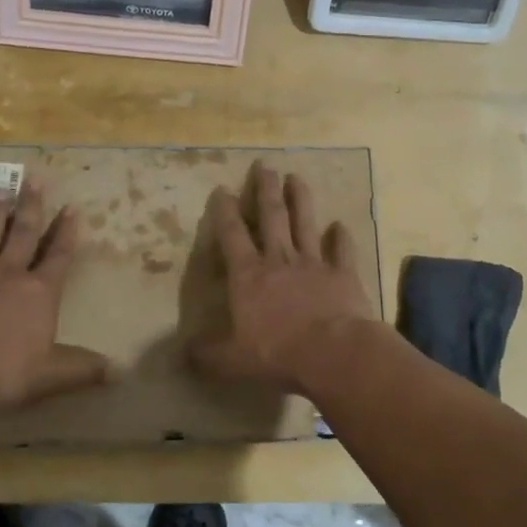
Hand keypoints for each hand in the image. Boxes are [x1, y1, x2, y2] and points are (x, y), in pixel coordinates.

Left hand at [0, 183, 108, 414]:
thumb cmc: (3, 376)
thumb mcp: (50, 376)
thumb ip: (83, 369)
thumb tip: (120, 371)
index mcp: (39, 293)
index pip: (59, 256)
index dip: (67, 232)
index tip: (72, 208)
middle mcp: (8, 275)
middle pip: (24, 233)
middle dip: (32, 206)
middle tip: (34, 178)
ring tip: (0, 189)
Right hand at [187, 164, 377, 392]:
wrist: (333, 352)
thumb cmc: (277, 352)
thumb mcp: (231, 361)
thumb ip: (207, 355)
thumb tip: (183, 353)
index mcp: (249, 275)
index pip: (232, 235)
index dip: (224, 211)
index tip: (222, 189)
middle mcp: (280, 260)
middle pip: (272, 216)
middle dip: (265, 189)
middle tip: (265, 165)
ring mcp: (314, 264)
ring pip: (306, 223)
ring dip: (301, 199)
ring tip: (297, 177)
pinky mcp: (343, 275)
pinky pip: (342, 251)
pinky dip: (341, 237)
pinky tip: (341, 225)